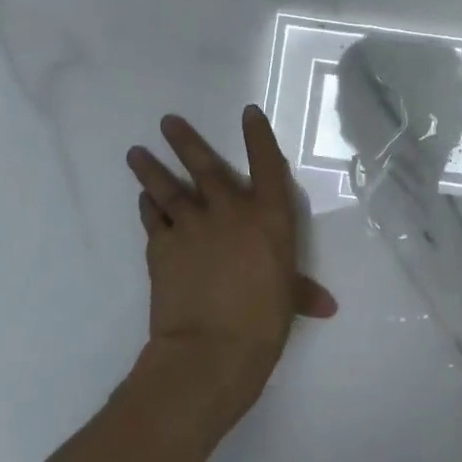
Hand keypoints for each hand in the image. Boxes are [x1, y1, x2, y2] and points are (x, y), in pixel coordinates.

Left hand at [126, 108, 335, 437]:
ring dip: (152, 169)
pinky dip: (148, 207)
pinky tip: (143, 199)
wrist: (211, 348)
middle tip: (167, 121)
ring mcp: (191, 226)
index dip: (258, 136)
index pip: (266, 165)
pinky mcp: (161, 248)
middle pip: (206, 167)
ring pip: (168, 188)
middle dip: (186, 142)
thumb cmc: (264, 320)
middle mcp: (230, 211)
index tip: (248, 113)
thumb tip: (326, 305)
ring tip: (135, 151)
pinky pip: (153, 219)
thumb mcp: (289, 300)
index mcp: (269, 217)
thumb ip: (302, 292)